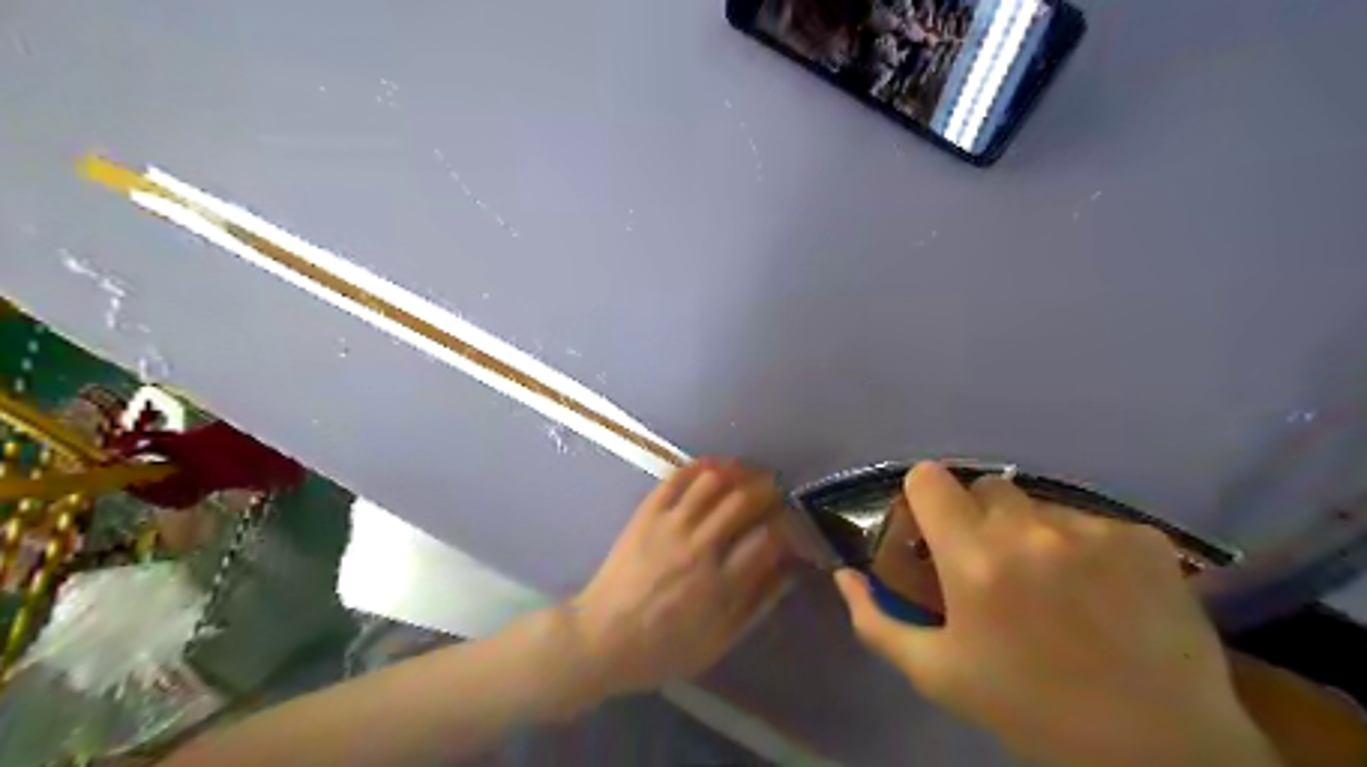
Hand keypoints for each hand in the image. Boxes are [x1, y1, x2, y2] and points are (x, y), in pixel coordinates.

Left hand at [566, 459, 790, 702]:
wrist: (601, 638)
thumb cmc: (662, 649)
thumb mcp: (718, 642)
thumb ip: (757, 605)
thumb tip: (790, 572)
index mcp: (719, 585)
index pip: (766, 538)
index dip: (787, 526)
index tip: (792, 526)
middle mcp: (697, 547)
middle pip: (743, 501)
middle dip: (769, 491)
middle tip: (777, 494)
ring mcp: (669, 526)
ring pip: (713, 481)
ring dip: (740, 473)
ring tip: (751, 476)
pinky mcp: (647, 514)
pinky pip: (677, 478)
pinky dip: (701, 466)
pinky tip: (717, 468)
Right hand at [834, 460, 1283, 766]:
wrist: (1161, 751)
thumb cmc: (1032, 710)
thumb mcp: (938, 674)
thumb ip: (877, 620)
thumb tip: (845, 575)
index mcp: (974, 558)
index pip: (929, 478)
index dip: (924, 498)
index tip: (933, 530)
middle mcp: (1030, 530)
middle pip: (985, 486)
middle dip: (979, 518)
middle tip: (994, 567)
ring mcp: (1092, 529)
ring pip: (1039, 504)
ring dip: (1033, 532)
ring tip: (1054, 586)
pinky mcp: (1144, 538)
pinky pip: (1091, 522)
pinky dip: (1086, 547)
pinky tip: (1102, 593)